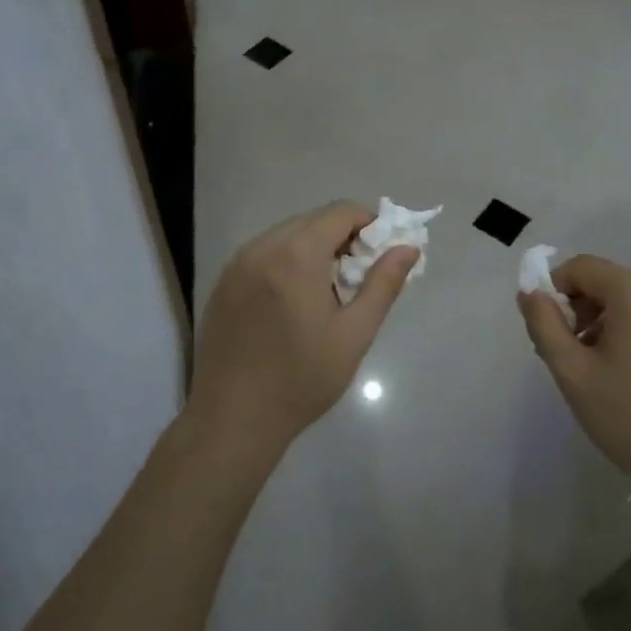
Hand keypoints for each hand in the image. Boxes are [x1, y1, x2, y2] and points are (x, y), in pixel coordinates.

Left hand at [190, 202, 417, 459]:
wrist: (233, 419)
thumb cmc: (302, 379)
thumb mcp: (354, 334)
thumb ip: (383, 284)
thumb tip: (407, 248)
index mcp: (296, 255)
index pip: (340, 212)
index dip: (369, 223)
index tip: (382, 253)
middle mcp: (262, 247)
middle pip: (312, 220)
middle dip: (342, 236)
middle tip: (358, 276)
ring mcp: (237, 263)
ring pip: (286, 235)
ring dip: (314, 248)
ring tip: (327, 291)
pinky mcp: (223, 282)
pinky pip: (263, 253)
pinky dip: (286, 261)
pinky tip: (293, 301)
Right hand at [518, 255, 630, 528]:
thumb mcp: (573, 373)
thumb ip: (543, 324)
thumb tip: (530, 292)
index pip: (581, 267)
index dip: (555, 290)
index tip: (551, 332)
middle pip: (610, 283)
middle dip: (583, 311)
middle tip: (575, 359)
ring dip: (610, 326)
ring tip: (606, 375)